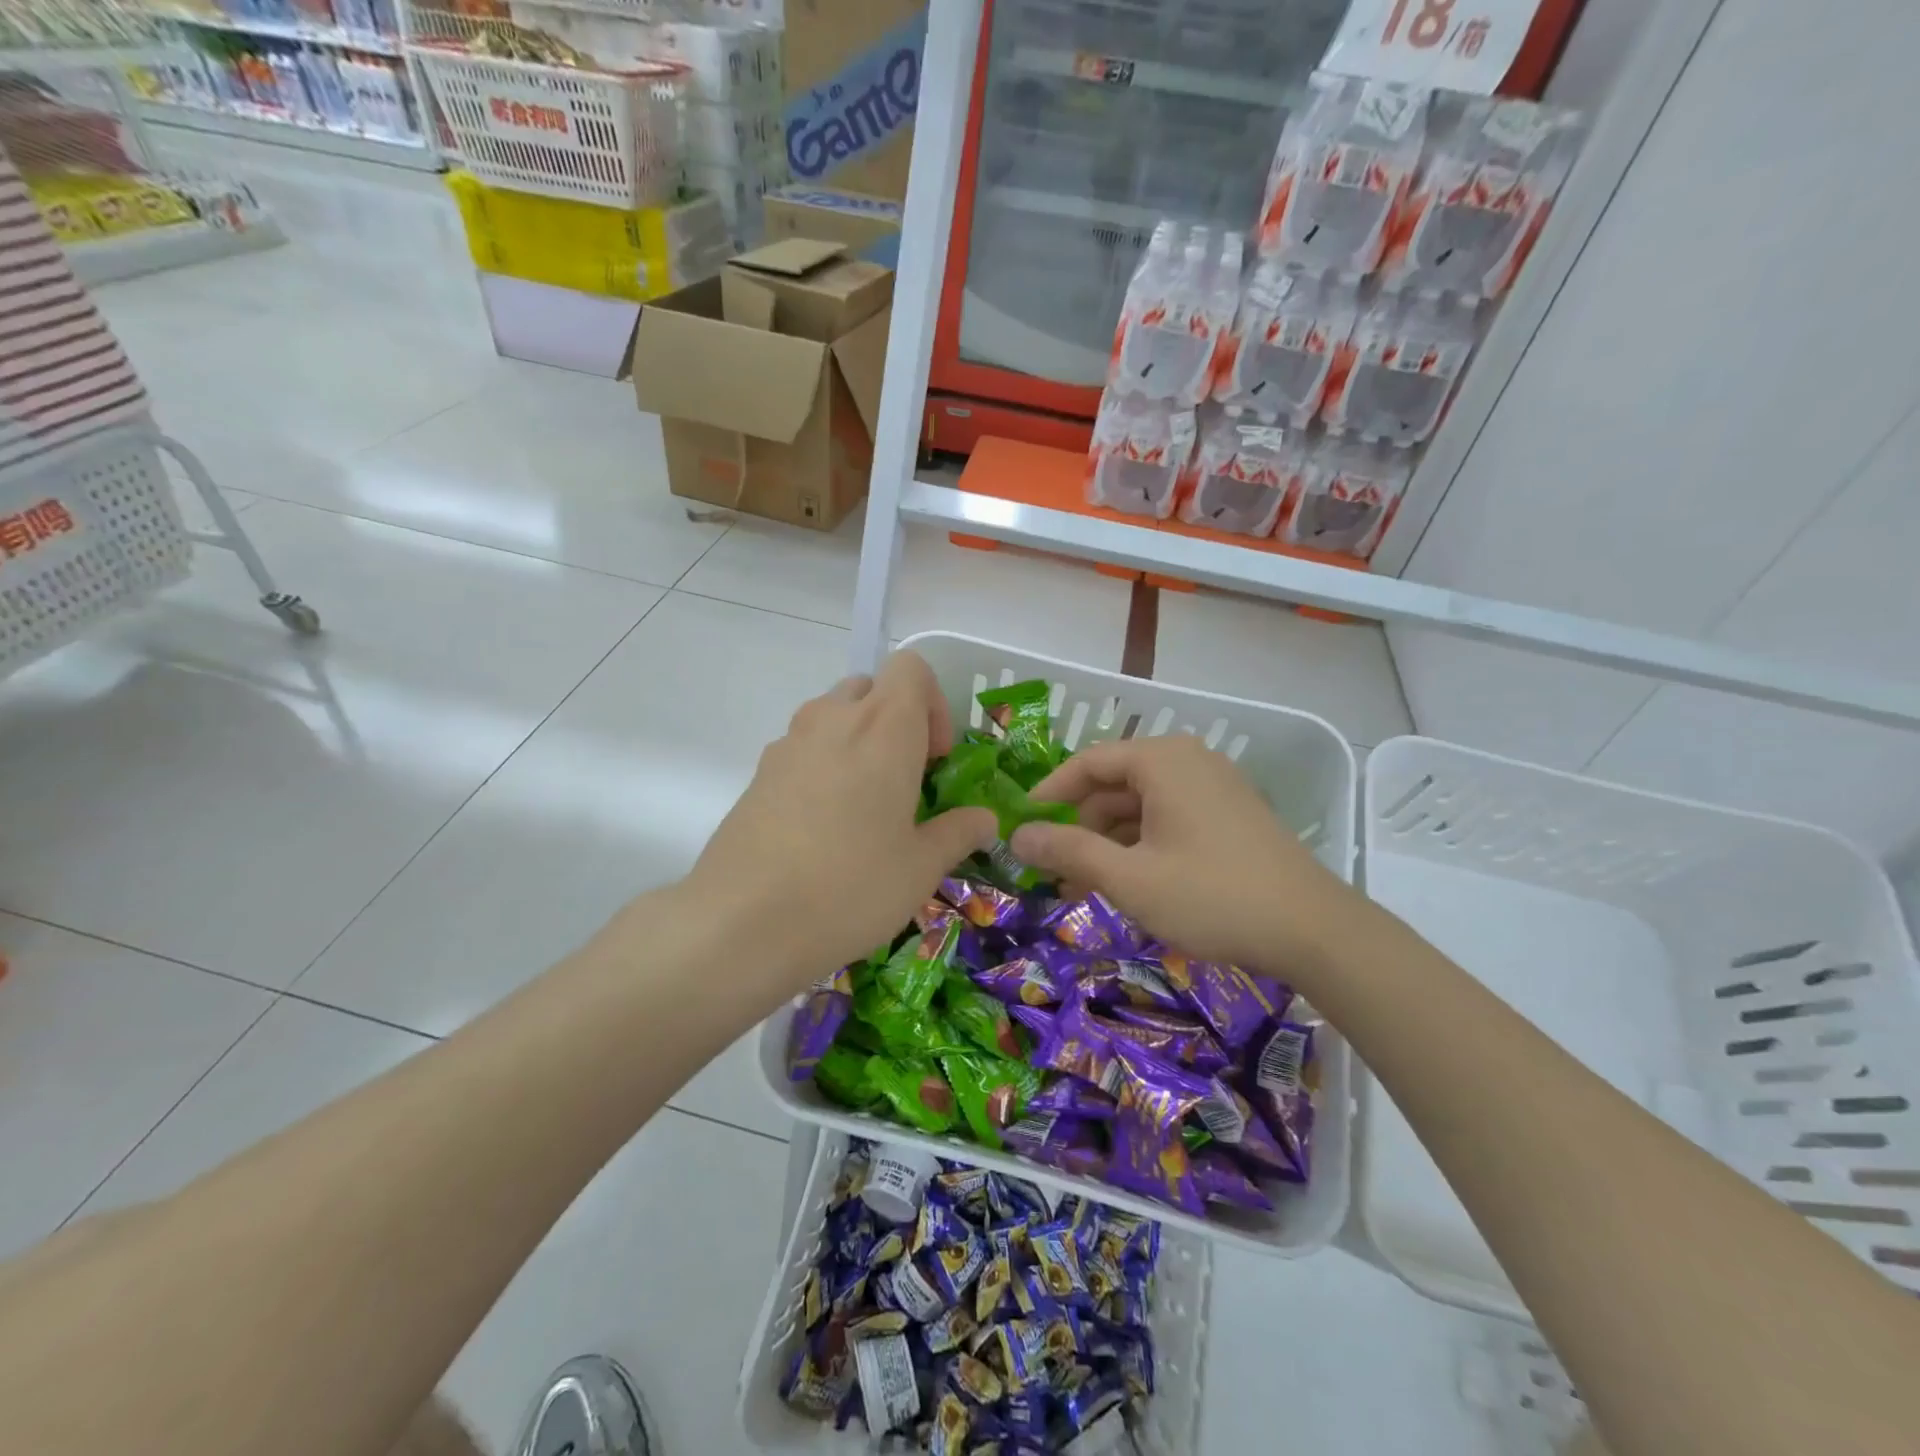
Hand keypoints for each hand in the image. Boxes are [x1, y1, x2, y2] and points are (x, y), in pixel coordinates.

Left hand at [683, 651, 997, 987]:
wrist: (742, 922)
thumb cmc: (850, 886)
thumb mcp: (920, 868)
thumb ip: (958, 833)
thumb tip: (985, 819)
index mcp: (883, 727)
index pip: (912, 667)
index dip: (933, 704)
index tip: (936, 758)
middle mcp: (833, 719)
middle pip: (870, 688)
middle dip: (895, 722)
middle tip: (905, 780)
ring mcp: (787, 743)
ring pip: (832, 717)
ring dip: (857, 743)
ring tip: (864, 808)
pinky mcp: (758, 773)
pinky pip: (802, 750)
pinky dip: (822, 768)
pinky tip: (821, 830)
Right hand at [1009, 735, 1361, 979]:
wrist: (1314, 931)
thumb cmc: (1212, 895)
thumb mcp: (1129, 877)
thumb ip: (1068, 850)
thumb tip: (1016, 835)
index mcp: (1163, 760)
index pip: (1088, 762)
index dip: (1049, 794)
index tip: (1021, 826)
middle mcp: (1188, 761)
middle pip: (1114, 784)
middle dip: (1080, 827)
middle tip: (1055, 872)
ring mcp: (1214, 788)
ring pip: (1141, 806)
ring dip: (1108, 843)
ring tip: (1085, 888)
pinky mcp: (1230, 816)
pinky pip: (1169, 820)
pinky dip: (1141, 846)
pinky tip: (1128, 885)